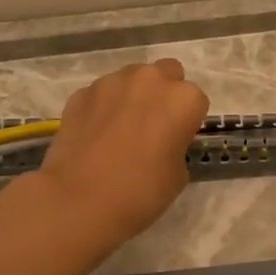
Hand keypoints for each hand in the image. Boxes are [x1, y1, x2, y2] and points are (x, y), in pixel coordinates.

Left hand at [34, 59, 209, 248]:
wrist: (79, 201)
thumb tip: (161, 141)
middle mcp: (151, 80)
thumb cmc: (141, 192)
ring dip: (133, 95)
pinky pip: (101, 93)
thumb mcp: (178, 174)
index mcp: (183, 99)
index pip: (196, 101)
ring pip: (132, 78)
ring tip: (120, 129)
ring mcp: (112, 82)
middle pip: (167, 73)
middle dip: (164, 93)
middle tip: (153, 125)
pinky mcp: (82, 93)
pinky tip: (95, 134)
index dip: (187, 121)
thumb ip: (176, 145)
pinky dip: (103, 106)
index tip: (177, 140)